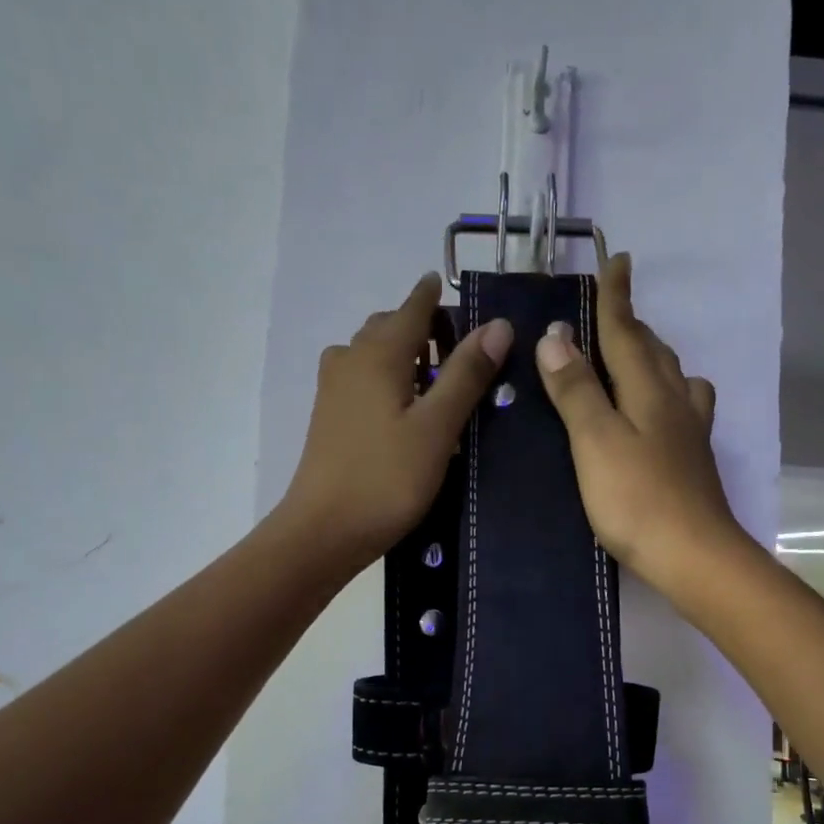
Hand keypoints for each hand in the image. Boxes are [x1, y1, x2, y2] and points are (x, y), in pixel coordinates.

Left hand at [279, 273, 511, 569]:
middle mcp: (351, 358)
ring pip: (373, 354)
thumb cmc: (386, 479)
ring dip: (404, 355)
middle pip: (390, 326)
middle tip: (462, 352)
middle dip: (423, 327)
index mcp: (379, 352)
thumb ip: (466, 375)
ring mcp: (334, 389)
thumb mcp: (437, 428)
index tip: (461, 293)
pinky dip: (387, 380)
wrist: (324, 531)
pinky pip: (363, 380)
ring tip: (438, 382)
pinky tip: (406, 411)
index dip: (438, 296)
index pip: (414, 305)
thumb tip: (499, 325)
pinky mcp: (329, 418)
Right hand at [536, 254, 745, 594]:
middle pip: (653, 352)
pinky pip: (682, 410)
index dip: (616, 299)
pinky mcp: (693, 462)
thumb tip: (556, 336)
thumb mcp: (595, 441)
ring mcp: (689, 434)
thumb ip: (576, 390)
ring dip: (654, 358)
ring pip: (674, 379)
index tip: (617, 260)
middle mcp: (675, 402)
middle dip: (633, 326)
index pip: (626, 333)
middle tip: (614, 310)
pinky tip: (664, 413)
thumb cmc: (637, 499)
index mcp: (648, 390)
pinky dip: (669, 395)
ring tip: (635, 357)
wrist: (693, 555)